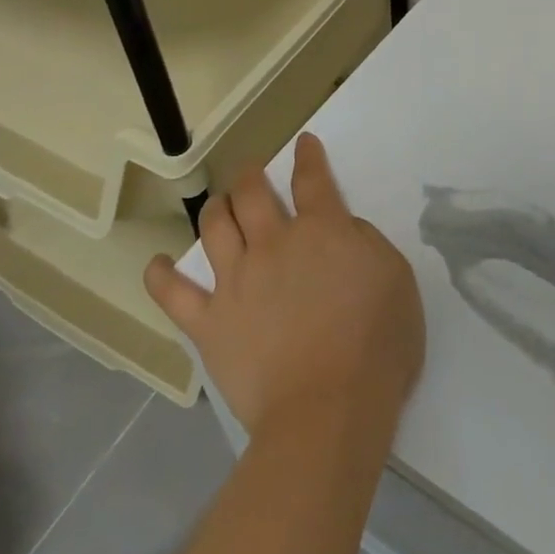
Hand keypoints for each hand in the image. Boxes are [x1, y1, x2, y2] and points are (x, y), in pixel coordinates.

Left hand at [145, 134, 424, 442]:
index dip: (307, 156)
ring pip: (215, 227)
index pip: (312, 179)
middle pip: (252, 193)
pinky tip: (158, 265)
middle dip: (251, 175)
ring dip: (216, 209)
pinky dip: (162, 276)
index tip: (303, 143)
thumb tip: (343, 232)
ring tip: (218, 206)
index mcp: (323, 229)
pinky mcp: (211, 323)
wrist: (328, 410)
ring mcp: (237, 281)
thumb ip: (367, 243)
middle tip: (252, 173)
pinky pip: (175, 295)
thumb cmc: (377, 345)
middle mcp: (274, 243)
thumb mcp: (396, 279)